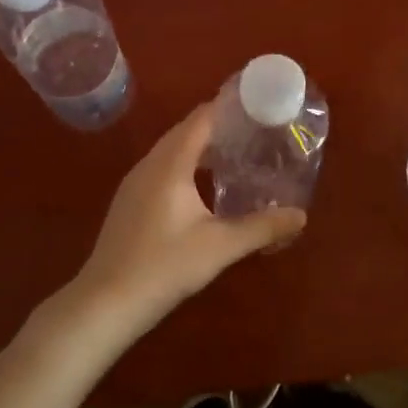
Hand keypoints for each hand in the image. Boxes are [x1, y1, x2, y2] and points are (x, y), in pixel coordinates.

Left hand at [72, 101, 306, 330]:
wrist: (106, 302)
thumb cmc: (164, 266)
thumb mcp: (220, 247)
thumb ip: (262, 228)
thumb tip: (300, 215)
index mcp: (170, 164)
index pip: (200, 119)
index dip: (226, 107)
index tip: (255, 105)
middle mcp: (149, 165)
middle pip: (185, 131)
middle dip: (217, 126)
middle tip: (253, 130)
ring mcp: (134, 184)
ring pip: (170, 151)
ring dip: (199, 147)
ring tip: (233, 153)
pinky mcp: (129, 202)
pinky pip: (161, 168)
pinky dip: (184, 165)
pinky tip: (201, 186)